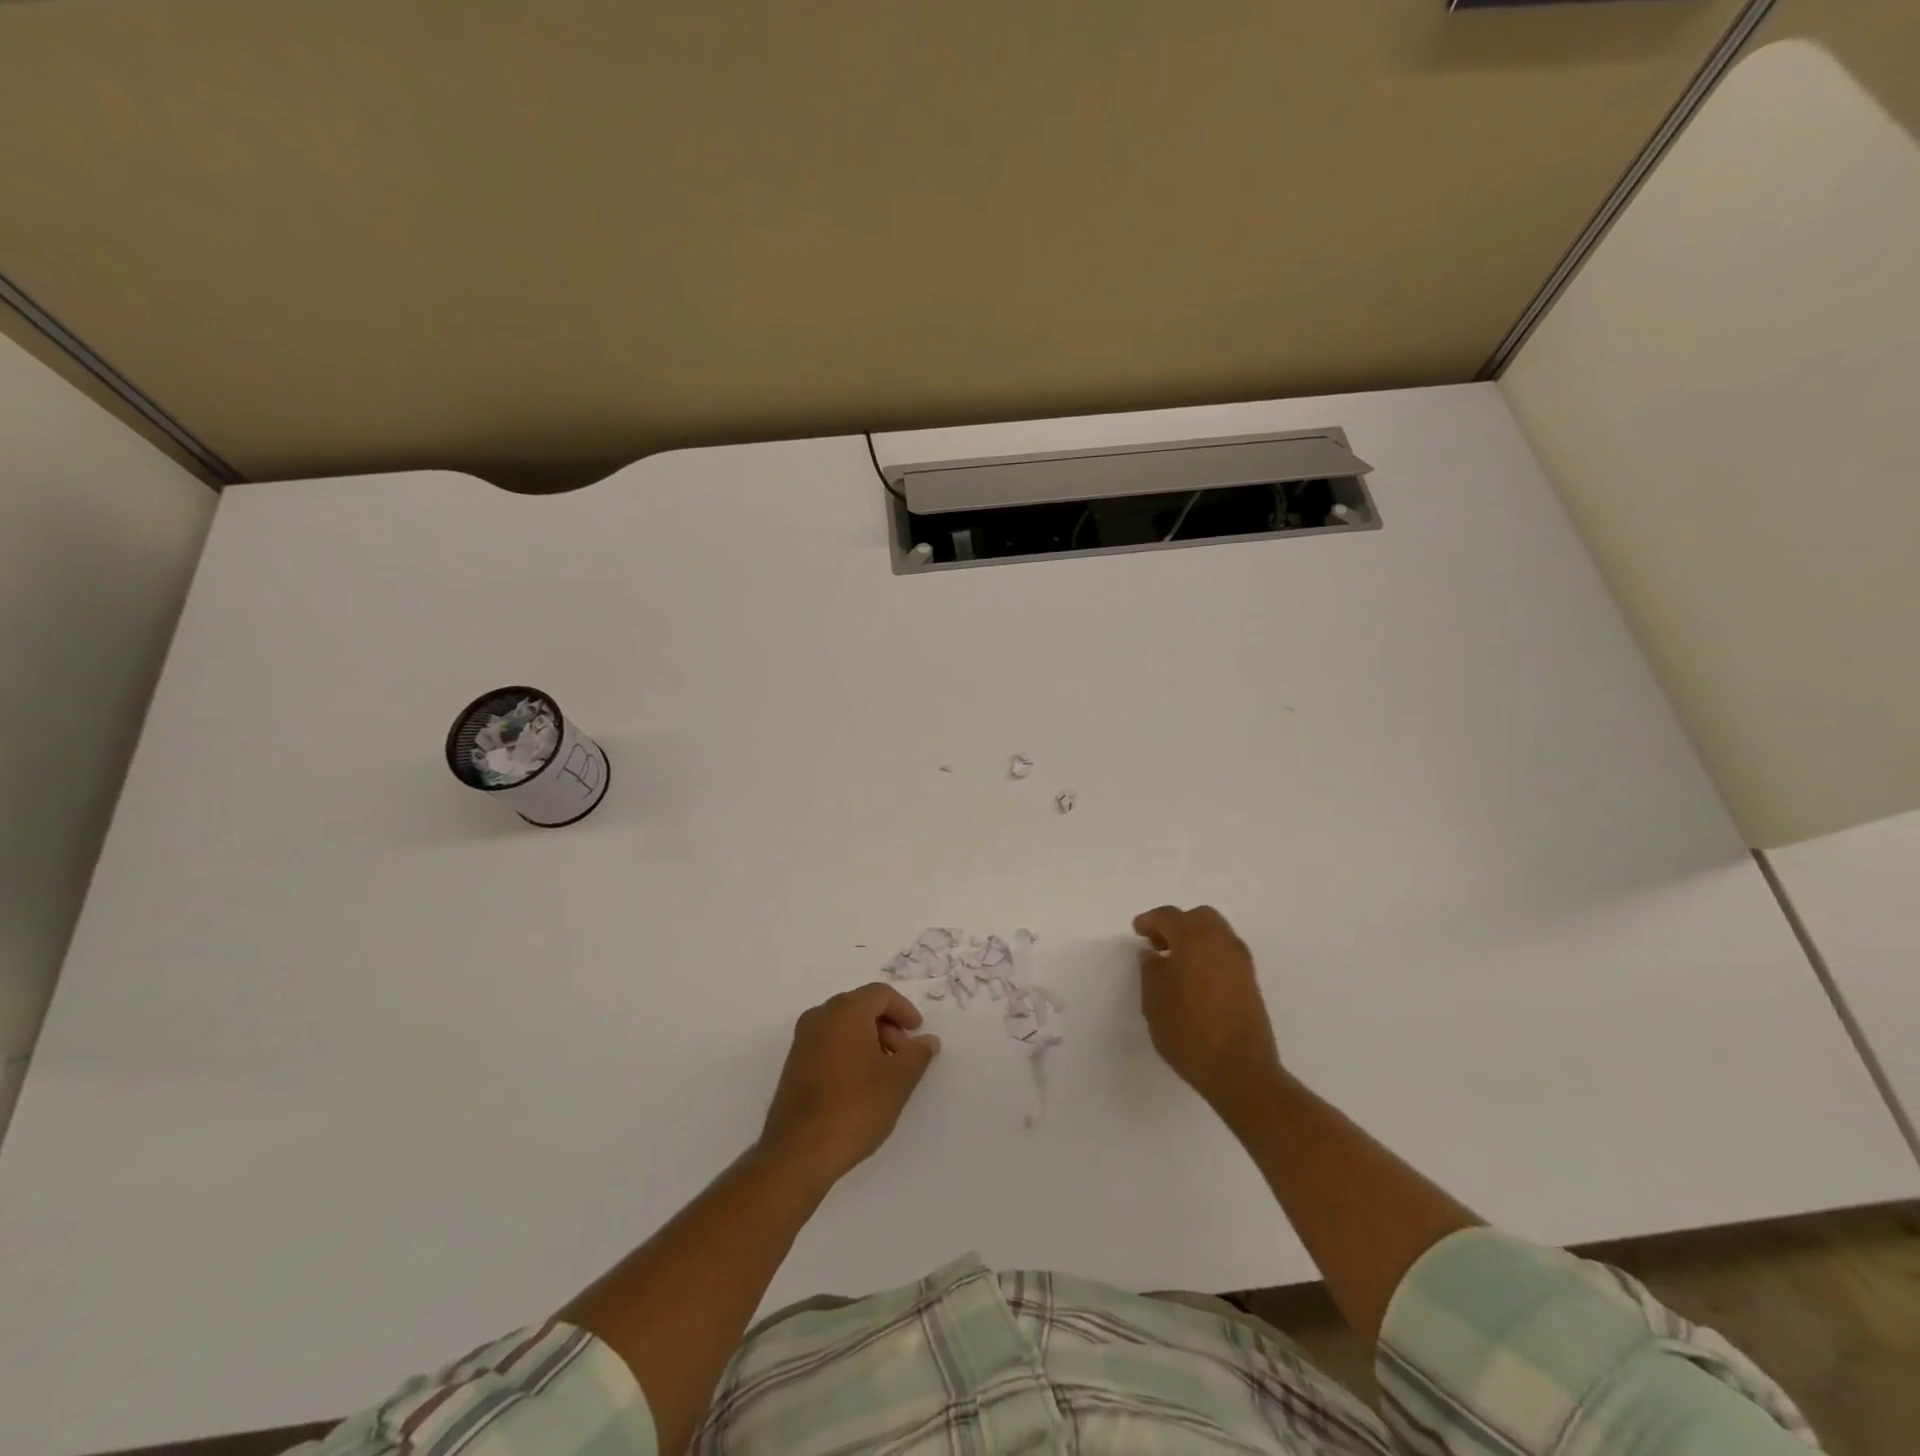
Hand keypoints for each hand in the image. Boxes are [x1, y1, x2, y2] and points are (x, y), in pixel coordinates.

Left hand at [760, 983, 940, 1188]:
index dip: (904, 1010)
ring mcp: (802, 1040)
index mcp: (845, 1011)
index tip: (918, 1033)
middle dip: (888, 1025)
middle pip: (861, 1006)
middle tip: (904, 1055)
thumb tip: (928, 1040)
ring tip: (885, 1072)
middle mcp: (820, 1016)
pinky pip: (828, 1042)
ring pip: (844, 1025)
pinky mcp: (794, 1063)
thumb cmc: (854, 1108)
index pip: (880, 994)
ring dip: (869, 1039)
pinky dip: (849, 1050)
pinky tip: (860, 1083)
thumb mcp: (898, 1081)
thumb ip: (917, 1055)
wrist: (798, 1152)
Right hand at [1134, 905, 1282, 1119]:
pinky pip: (1226, 952)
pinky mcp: (1251, 981)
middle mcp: (1222, 942)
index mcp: (1195, 939)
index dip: (1150, 921)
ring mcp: (1241, 961)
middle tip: (1158, 944)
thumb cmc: (1189, 1032)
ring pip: (1216, 933)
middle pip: (1198, 917)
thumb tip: (1151, 955)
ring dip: (1195, 938)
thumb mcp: (1154, 1002)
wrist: (1242, 1071)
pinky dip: (1208, 953)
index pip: (1169, 916)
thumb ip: (1150, 971)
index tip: (1137, 931)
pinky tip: (1195, 977)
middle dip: (1176, 924)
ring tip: (1175, 963)